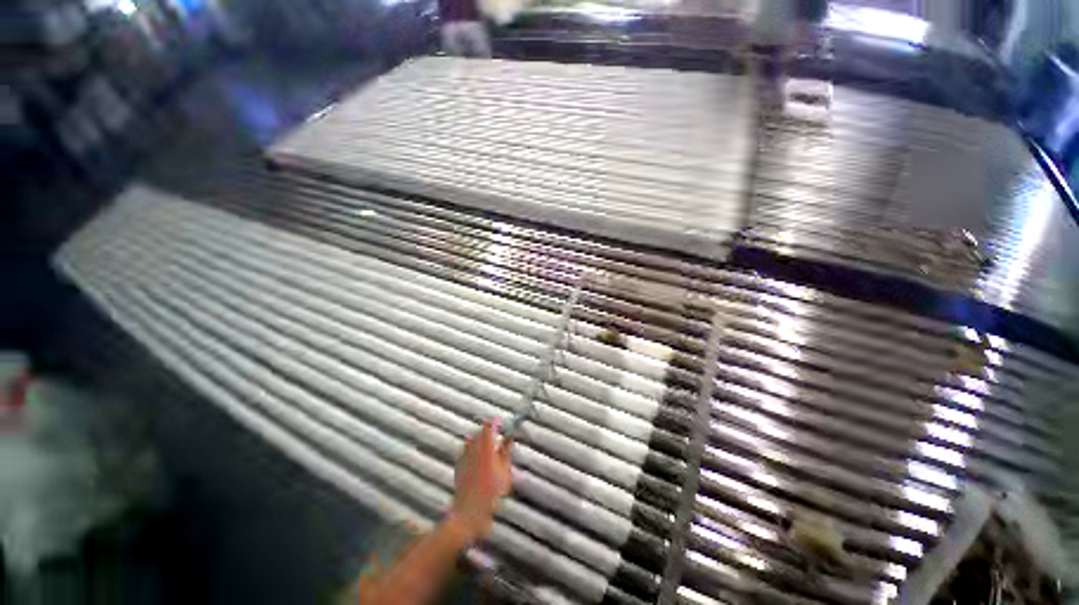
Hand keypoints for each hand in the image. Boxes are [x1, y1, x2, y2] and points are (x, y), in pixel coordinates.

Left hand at [447, 420, 511, 543]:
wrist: (469, 512)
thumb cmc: (491, 491)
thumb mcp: (505, 471)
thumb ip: (506, 451)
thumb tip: (509, 437)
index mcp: (485, 447)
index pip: (488, 426)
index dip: (494, 422)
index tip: (501, 423)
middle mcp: (472, 448)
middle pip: (479, 432)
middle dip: (487, 432)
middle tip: (497, 437)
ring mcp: (464, 457)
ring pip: (471, 441)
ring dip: (480, 441)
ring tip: (489, 449)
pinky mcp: (458, 466)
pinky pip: (466, 452)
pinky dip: (473, 451)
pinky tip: (479, 461)